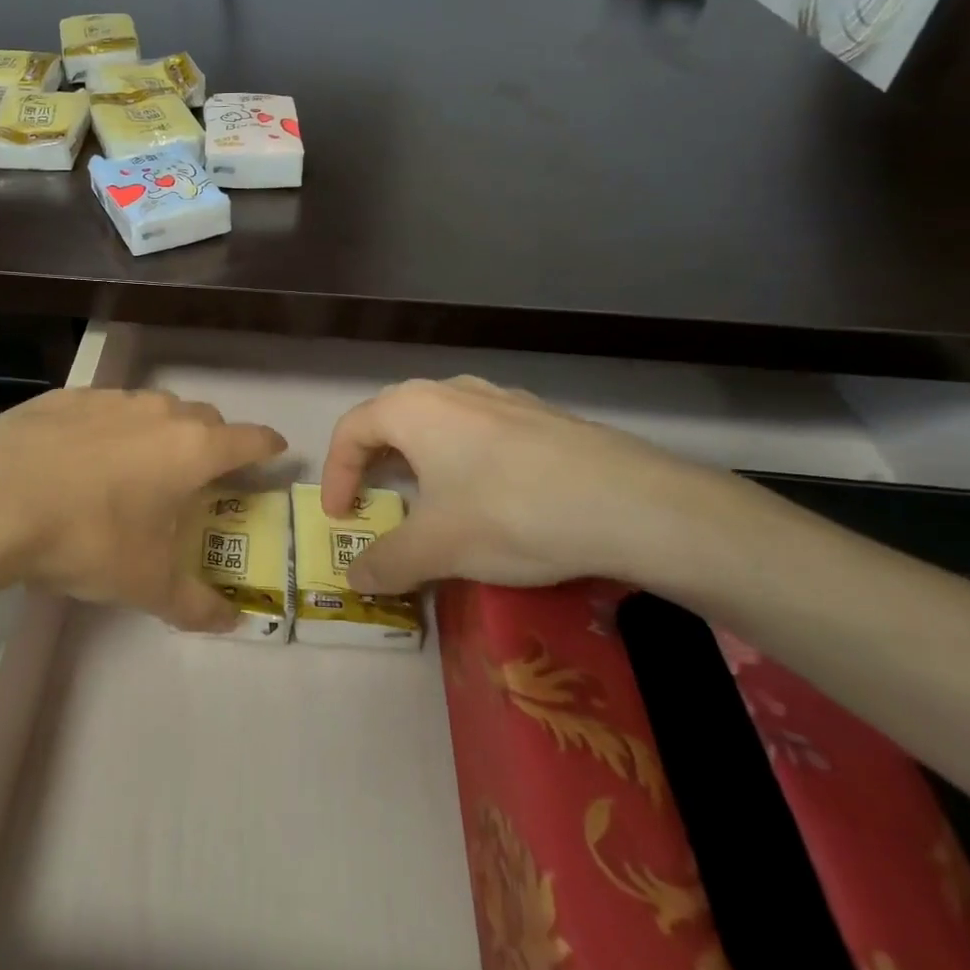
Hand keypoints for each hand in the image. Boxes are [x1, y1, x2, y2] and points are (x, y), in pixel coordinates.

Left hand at [0, 388, 286, 630]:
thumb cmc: (86, 536)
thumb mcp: (144, 583)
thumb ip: (194, 604)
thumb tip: (231, 623)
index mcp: (192, 449)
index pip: (249, 438)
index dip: (267, 446)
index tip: (275, 452)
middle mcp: (159, 412)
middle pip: (204, 418)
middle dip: (212, 441)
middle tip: (201, 475)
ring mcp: (111, 398)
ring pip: (154, 408)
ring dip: (160, 432)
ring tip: (139, 467)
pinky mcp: (68, 396)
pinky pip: (106, 408)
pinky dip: (111, 428)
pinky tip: (83, 456)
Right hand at [321, 376, 768, 593]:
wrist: (633, 505)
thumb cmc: (511, 514)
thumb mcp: (437, 548)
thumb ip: (386, 562)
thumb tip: (355, 579)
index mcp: (412, 408)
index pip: (351, 431)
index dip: (335, 474)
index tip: (341, 517)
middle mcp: (450, 390)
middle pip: (392, 420)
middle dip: (374, 462)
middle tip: (375, 501)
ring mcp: (500, 397)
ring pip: (439, 423)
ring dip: (420, 460)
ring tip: (430, 500)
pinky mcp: (541, 416)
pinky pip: (481, 431)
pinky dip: (464, 460)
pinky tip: (490, 496)